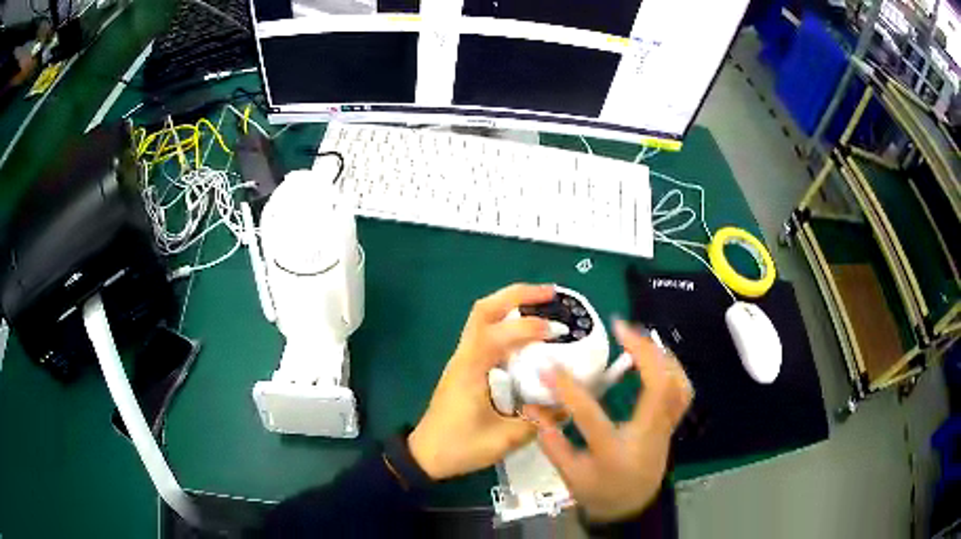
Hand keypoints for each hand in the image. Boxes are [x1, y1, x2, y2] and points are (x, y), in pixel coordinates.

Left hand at [408, 284, 557, 480]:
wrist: (425, 455)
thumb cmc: (459, 447)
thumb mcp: (504, 440)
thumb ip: (539, 421)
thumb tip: (569, 402)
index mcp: (470, 371)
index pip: (497, 335)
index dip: (529, 327)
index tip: (559, 332)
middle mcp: (464, 356)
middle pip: (484, 309)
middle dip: (518, 295)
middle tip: (551, 294)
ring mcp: (462, 359)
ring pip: (482, 316)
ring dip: (511, 303)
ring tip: (544, 303)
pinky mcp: (465, 365)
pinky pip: (485, 331)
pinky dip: (507, 321)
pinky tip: (528, 332)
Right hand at [526, 320, 692, 522]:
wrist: (631, 506)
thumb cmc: (599, 492)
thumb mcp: (570, 475)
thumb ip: (553, 443)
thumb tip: (533, 409)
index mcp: (616, 454)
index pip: (592, 419)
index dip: (569, 391)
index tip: (550, 367)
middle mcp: (648, 437)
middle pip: (658, 388)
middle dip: (643, 352)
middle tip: (621, 327)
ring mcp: (664, 429)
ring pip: (677, 385)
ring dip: (660, 355)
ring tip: (640, 337)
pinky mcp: (670, 424)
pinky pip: (681, 391)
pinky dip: (672, 367)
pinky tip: (656, 356)